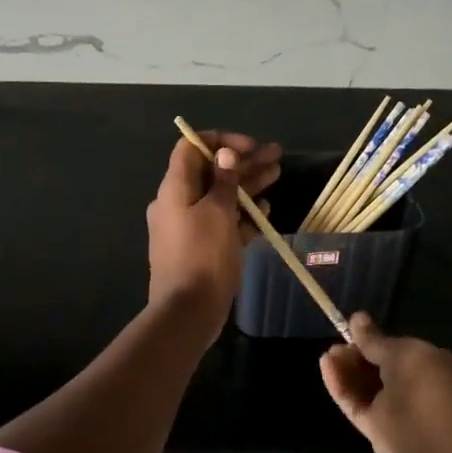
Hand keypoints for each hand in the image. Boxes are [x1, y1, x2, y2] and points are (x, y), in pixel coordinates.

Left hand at [146, 131, 280, 342]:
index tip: (249, 146)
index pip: (191, 148)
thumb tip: (225, 154)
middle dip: (242, 162)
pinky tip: (265, 210)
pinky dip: (241, 213)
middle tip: (276, 157)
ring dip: (247, 184)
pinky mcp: (201, 247)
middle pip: (210, 171)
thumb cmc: (202, 256)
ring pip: (220, 196)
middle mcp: (178, 202)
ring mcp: (188, 226)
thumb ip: (224, 181)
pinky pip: (222, 222)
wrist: (188, 311)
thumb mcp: (218, 212)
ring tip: (277, 174)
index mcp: (174, 188)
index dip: (220, 141)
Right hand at [320, 313, 451, 452]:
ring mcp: (396, 414)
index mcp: (434, 370)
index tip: (355, 332)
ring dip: (347, 371)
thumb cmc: (426, 383)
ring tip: (328, 354)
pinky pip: (356, 405)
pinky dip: (341, 386)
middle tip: (338, 345)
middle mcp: (417, 392)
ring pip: (366, 389)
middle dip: (358, 357)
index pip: (402, 355)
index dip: (378, 343)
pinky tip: (326, 366)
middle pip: (380, 372)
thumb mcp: (402, 352)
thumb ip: (375, 339)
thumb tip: (357, 317)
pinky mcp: (376, 431)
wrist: (430, 436)